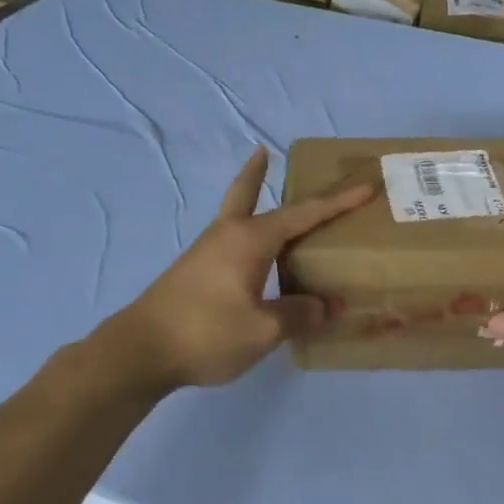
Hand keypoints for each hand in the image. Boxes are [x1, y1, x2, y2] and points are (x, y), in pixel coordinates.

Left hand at [107, 149, 372, 393]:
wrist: (139, 352)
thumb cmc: (206, 333)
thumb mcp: (264, 329)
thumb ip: (299, 314)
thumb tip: (326, 306)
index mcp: (250, 240)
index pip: (304, 214)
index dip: (337, 203)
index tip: (364, 188)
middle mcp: (227, 235)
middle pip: (247, 193)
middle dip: (259, 173)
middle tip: (265, 151)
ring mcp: (206, 252)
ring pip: (235, 215)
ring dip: (249, 198)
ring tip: (262, 192)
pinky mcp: (195, 272)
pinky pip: (229, 239)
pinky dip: (245, 231)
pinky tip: (251, 253)